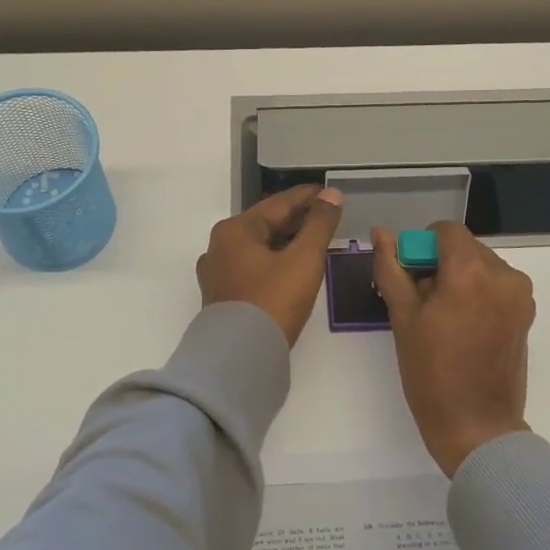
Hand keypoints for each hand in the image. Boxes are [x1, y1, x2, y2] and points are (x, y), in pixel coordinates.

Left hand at [197, 185, 345, 344]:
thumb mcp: (304, 259)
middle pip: (265, 225)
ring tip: (314, 242)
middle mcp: (219, 247)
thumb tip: (332, 194)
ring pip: (258, 248)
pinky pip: (253, 268)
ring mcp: (217, 274)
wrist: (240, 357)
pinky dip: (274, 262)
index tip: (329, 192)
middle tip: (326, 217)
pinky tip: (292, 268)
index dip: (307, 198)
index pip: (277, 204)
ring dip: (286, 242)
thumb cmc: (273, 301)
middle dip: (296, 220)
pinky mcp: (222, 297)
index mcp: (235, 230)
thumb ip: (320, 224)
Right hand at [373, 222, 534, 476]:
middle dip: (440, 265)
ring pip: (480, 266)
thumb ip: (391, 269)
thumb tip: (381, 234)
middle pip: (464, 247)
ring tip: (442, 319)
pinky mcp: (526, 313)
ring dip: (459, 279)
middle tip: (421, 303)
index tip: (410, 277)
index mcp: (471, 271)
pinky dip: (477, 293)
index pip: (445, 231)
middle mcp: (503, 274)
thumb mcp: (403, 318)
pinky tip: (463, 327)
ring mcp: (520, 295)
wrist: (477, 426)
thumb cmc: (431, 373)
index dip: (422, 246)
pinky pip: (496, 285)